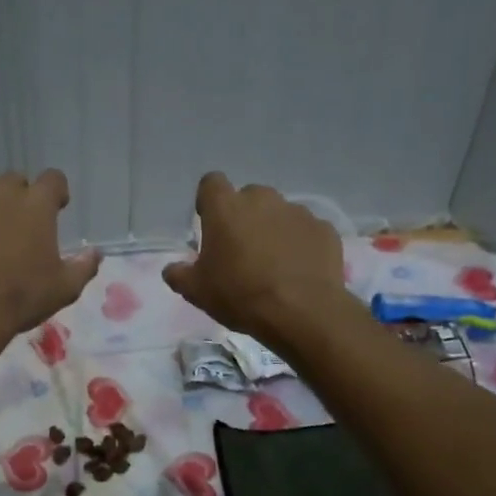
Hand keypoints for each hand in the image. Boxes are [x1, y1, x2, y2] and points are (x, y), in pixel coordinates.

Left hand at [0, 170, 100, 345]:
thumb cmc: (21, 297)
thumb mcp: (65, 288)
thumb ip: (84, 266)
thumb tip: (95, 253)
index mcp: (36, 203)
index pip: (53, 179)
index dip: (56, 193)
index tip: (56, 209)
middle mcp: (0, 191)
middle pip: (14, 182)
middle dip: (18, 199)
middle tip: (17, 229)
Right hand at [162, 173, 346, 349]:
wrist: (302, 312)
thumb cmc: (240, 295)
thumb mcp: (197, 291)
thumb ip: (179, 274)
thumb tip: (171, 269)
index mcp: (226, 207)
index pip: (211, 183)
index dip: (209, 201)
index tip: (210, 223)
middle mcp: (262, 199)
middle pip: (248, 197)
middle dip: (244, 217)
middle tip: (242, 249)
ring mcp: (297, 211)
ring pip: (279, 213)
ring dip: (274, 229)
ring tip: (275, 263)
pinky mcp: (324, 229)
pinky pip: (306, 230)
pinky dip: (301, 244)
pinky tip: (299, 270)